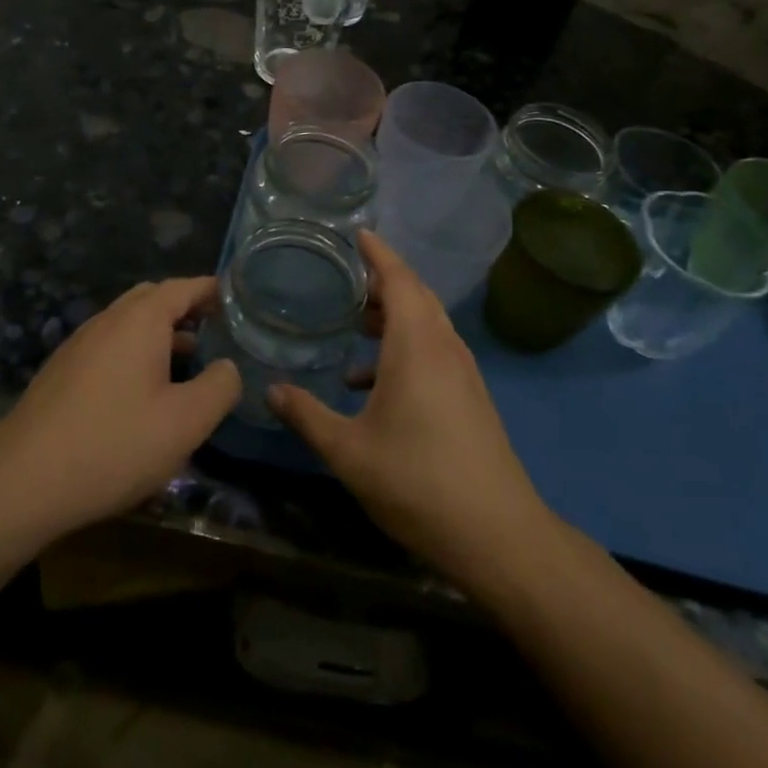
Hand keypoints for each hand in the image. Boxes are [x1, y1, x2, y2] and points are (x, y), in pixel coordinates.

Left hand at [0, 278, 239, 538]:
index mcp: (140, 320)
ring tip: (187, 361)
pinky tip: (142, 392)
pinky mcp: (61, 372)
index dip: (213, 290)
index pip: (183, 287)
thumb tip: (227, 366)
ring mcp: (79, 344)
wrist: (21, 482)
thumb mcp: (185, 422)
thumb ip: (220, 387)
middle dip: (185, 308)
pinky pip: (108, 346)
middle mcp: (107, 320)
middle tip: (216, 329)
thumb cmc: (114, 444)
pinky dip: (134, 353)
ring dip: (159, 333)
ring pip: (128, 324)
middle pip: (152, 299)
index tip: (239, 300)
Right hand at [268, 232, 555, 591]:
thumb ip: (307, 415)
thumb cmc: (417, 481)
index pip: (399, 279)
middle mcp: (444, 348)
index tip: (358, 233)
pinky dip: (405, 347)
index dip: (378, 253)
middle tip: (346, 279)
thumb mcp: (348, 451)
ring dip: (394, 315)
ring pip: (427, 324)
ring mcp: (462, 373)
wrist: (496, 534)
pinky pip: (435, 350)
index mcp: (417, 346)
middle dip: (383, 282)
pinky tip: (373, 383)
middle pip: (416, 296)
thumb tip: (270, 390)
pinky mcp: (470, 397)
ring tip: (356, 325)